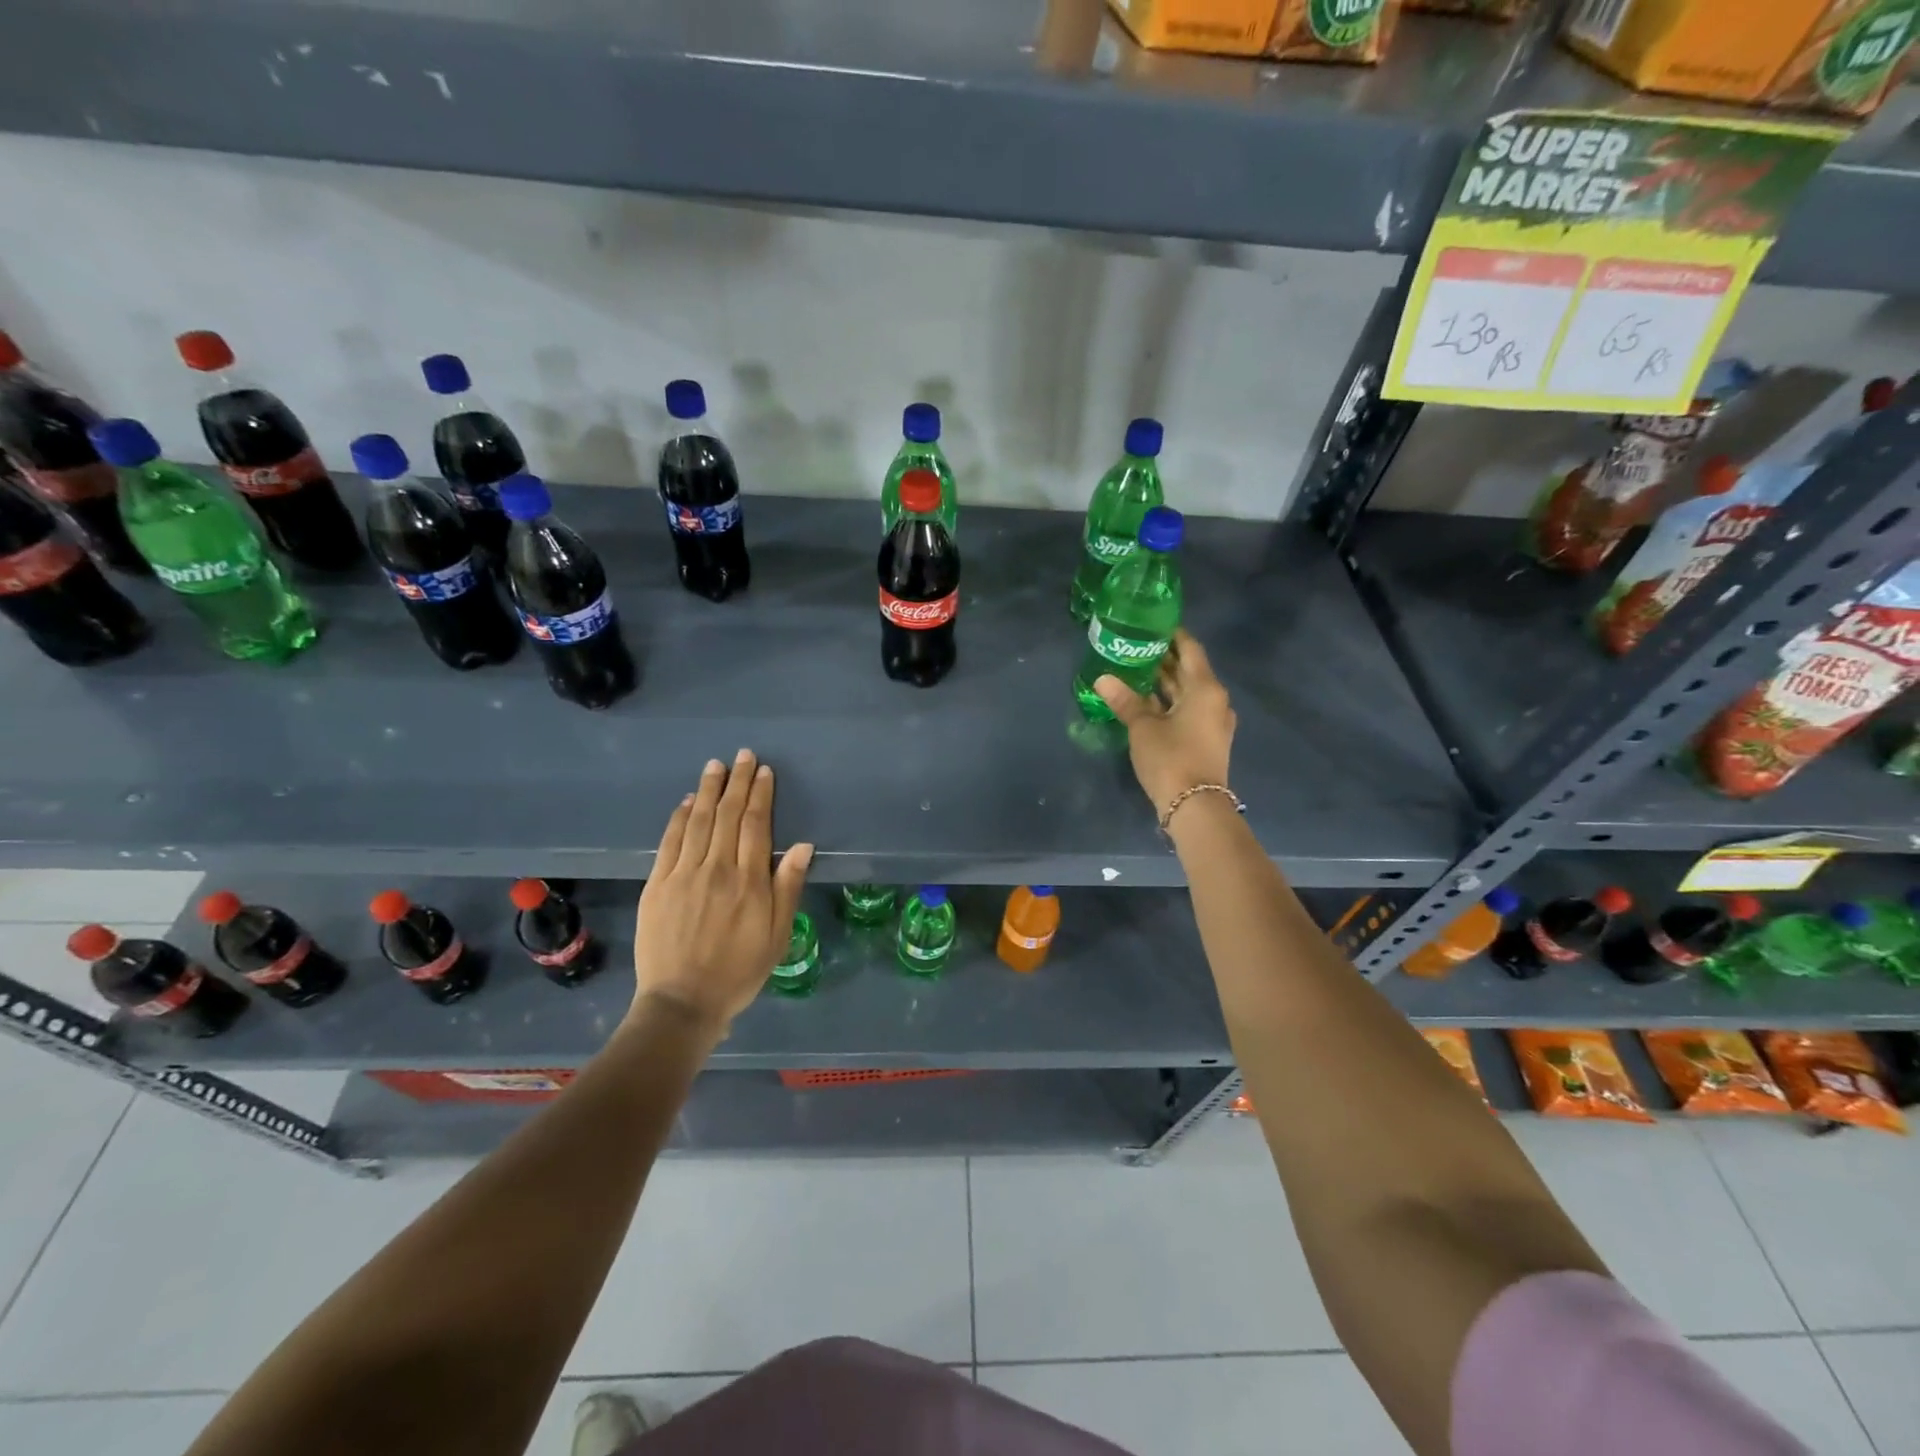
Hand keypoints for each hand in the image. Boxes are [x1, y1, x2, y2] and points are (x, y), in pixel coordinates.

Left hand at [632, 749, 813, 1034]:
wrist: (682, 1002)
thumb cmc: (739, 971)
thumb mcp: (777, 935)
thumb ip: (787, 887)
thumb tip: (801, 845)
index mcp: (749, 881)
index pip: (755, 825)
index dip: (760, 795)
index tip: (763, 772)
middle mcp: (716, 869)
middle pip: (727, 815)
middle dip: (736, 782)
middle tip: (742, 756)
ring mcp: (683, 874)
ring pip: (697, 821)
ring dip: (707, 790)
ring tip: (715, 766)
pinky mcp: (657, 885)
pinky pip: (669, 842)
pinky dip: (678, 818)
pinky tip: (685, 802)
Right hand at [1095, 629, 1235, 814]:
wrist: (1195, 807)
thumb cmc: (1171, 758)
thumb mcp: (1142, 727)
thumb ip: (1125, 700)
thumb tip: (1102, 678)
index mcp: (1205, 688)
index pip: (1190, 649)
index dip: (1172, 635)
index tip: (1151, 625)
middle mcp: (1215, 700)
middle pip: (1189, 671)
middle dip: (1164, 659)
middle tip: (1135, 647)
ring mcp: (1214, 722)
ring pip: (1188, 693)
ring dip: (1165, 683)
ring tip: (1135, 671)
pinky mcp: (1207, 740)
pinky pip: (1188, 711)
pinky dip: (1169, 702)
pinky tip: (1146, 701)